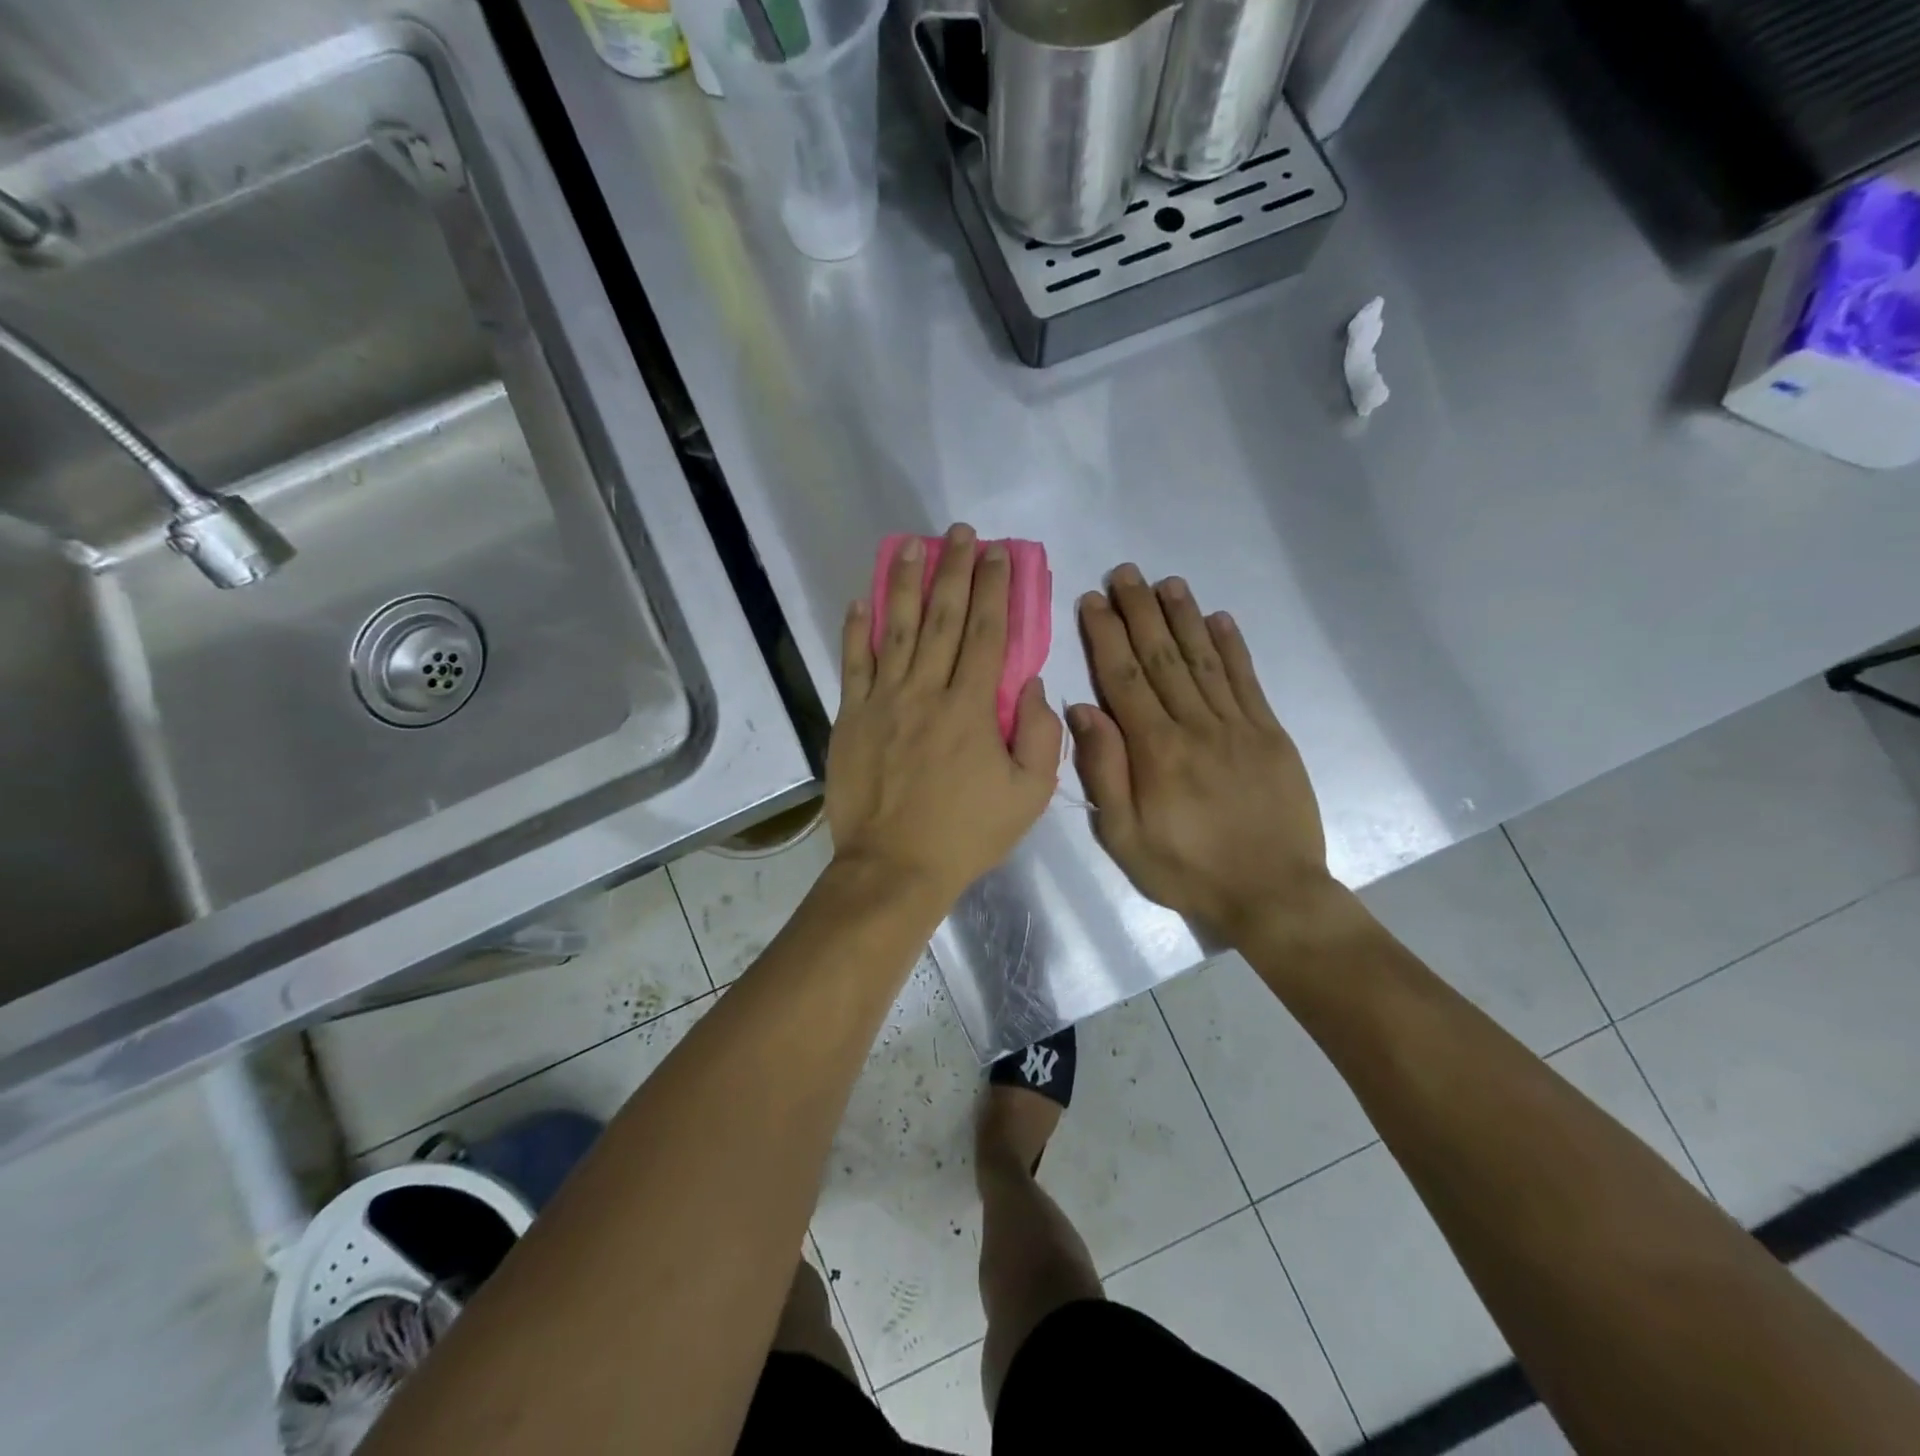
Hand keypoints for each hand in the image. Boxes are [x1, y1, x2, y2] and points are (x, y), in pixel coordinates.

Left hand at [827, 524, 1062, 907]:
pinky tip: (860, 600)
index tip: (997, 553)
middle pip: (942, 619)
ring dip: (903, 583)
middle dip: (954, 571)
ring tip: (910, 545)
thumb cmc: (966, 834)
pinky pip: (852, 665)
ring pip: (895, 630)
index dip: (993, 589)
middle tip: (959, 533)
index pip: (988, 633)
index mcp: (971, 708)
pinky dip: (855, 631)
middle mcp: (926, 691)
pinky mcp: (851, 718)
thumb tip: (1031, 684)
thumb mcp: (1029, 796)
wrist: (894, 867)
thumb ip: (1041, 736)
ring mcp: (883, 702)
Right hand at [1069, 565, 1339, 945]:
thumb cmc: (1187, 870)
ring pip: (1204, 660)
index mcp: (1156, 751)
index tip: (1092, 600)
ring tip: (1167, 582)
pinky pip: (1248, 681)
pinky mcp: (1270, 735)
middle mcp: (1196, 726)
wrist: (1272, 894)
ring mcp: (1238, 727)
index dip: (1106, 636)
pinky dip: (1232, 647)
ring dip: (1184, 617)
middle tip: (1126, 572)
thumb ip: (1105, 772)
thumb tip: (1084, 711)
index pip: (1124, 679)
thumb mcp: (1125, 837)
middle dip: (1141, 611)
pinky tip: (1220, 619)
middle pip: (1162, 657)